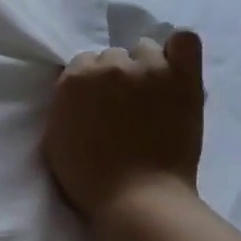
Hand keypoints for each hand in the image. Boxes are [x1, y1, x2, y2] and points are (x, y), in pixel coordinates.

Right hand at [43, 31, 205, 220]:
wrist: (137, 198)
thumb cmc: (89, 178)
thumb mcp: (55, 139)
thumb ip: (64, 107)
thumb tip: (77, 95)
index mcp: (75, 79)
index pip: (82, 64)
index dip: (91, 86)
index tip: (98, 106)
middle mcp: (110, 66)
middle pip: (112, 57)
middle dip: (115, 77)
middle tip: (123, 107)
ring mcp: (149, 69)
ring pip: (144, 49)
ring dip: (144, 66)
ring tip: (151, 94)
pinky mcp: (183, 79)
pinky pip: (185, 41)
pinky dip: (179, 50)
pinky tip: (176, 69)